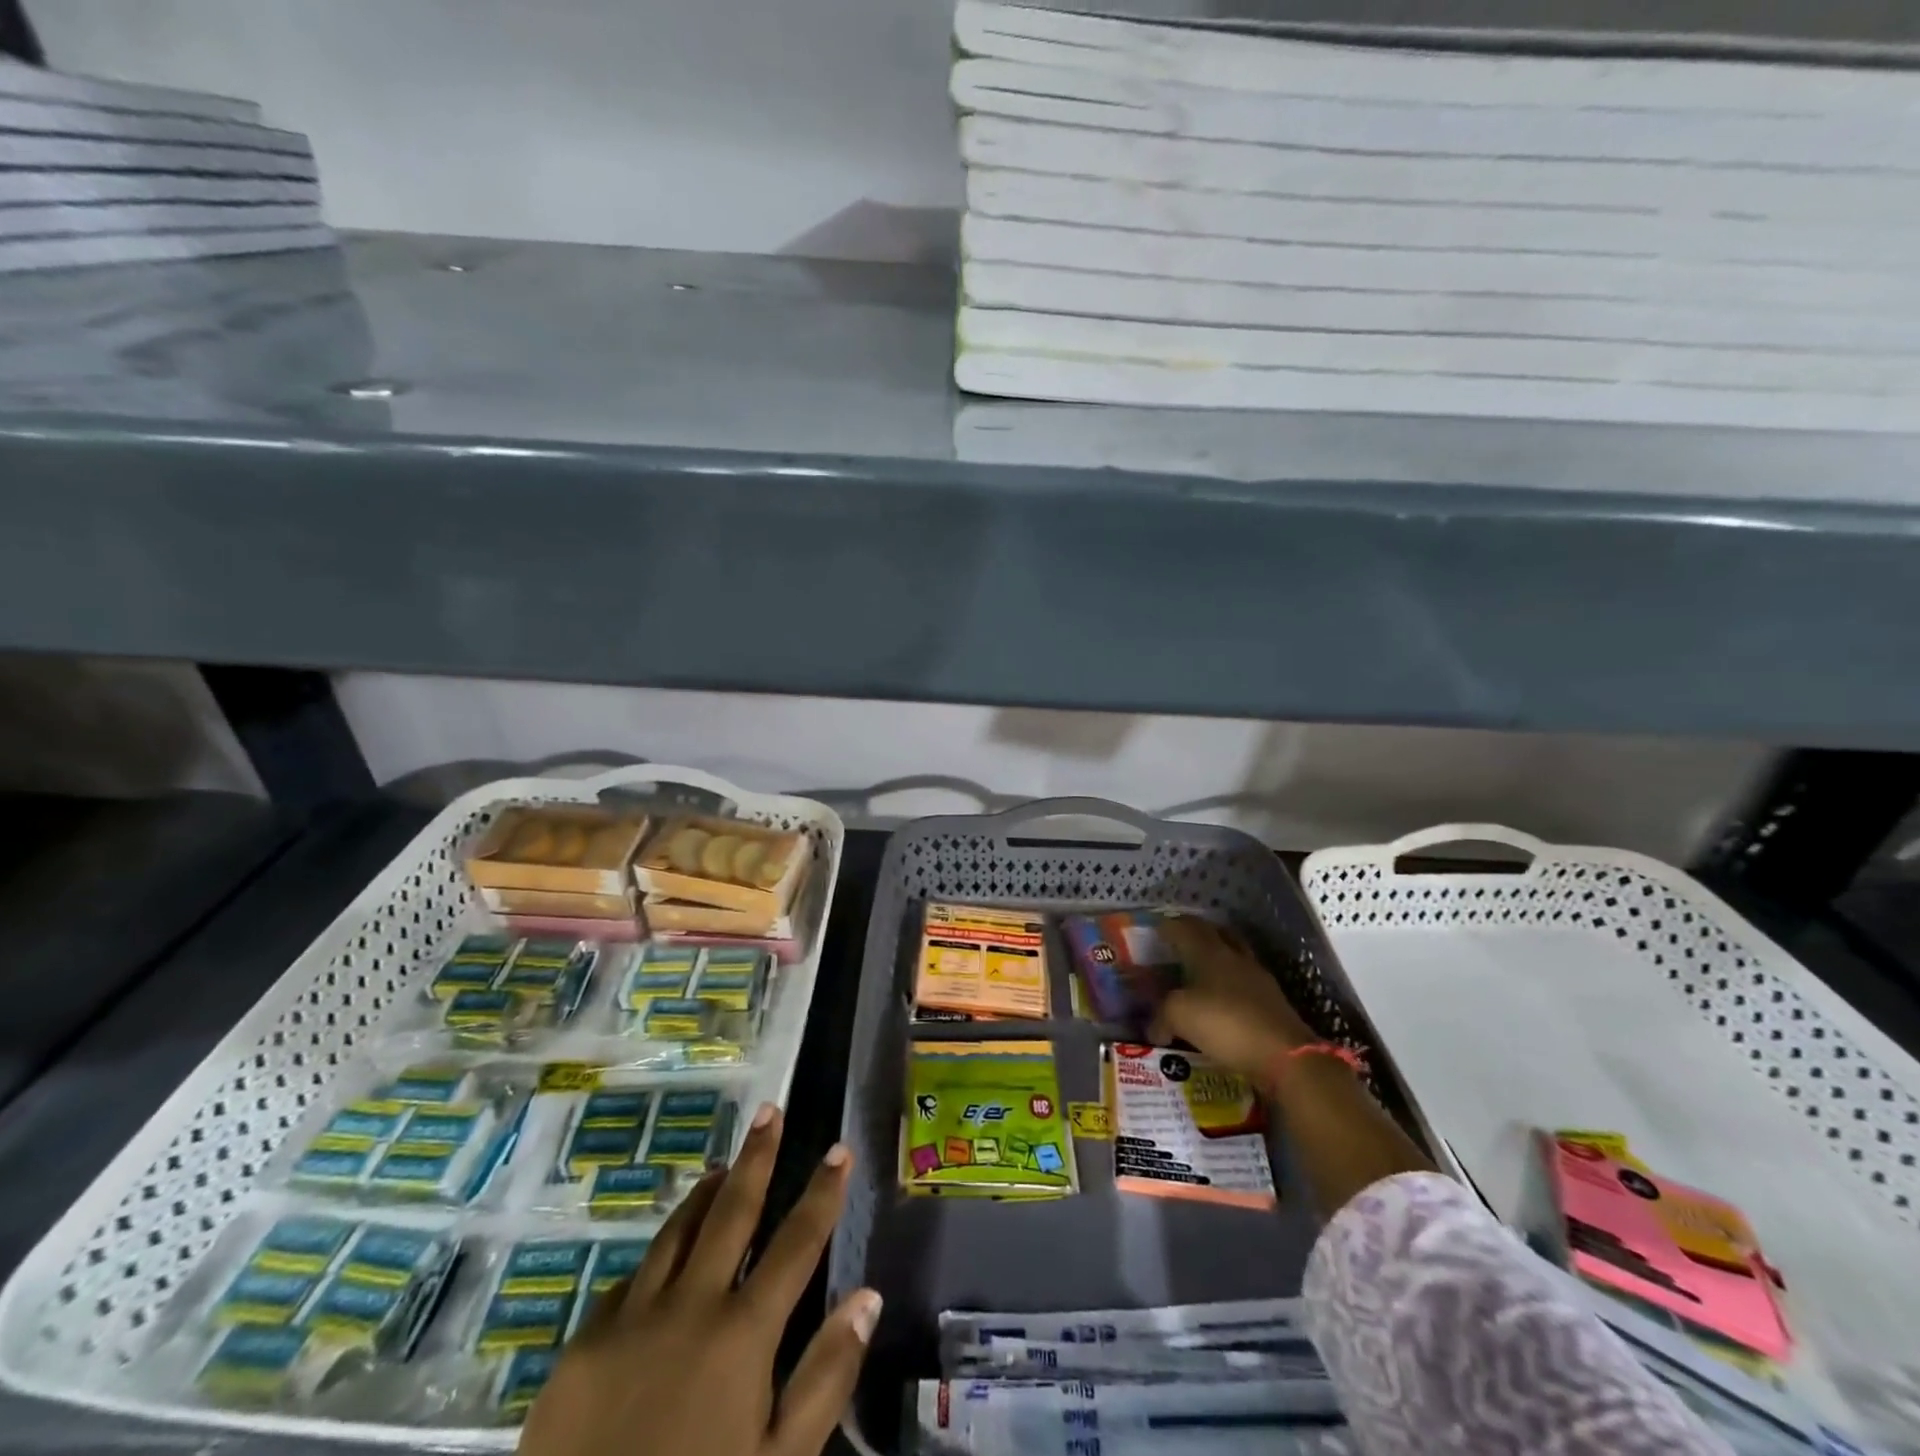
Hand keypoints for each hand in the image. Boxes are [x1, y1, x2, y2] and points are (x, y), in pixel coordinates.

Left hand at [520, 1105, 880, 1455]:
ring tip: (723, 1167)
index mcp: (742, 1333)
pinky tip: (664, 1260)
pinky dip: (657, 1259)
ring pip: (676, 1232)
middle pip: (731, 1212)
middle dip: (757, 1157)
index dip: (822, 1192)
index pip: (796, 1243)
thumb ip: (825, 1378)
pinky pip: (630, 1282)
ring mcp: (630, 1320)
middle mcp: (689, 1306)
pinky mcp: (582, 1346)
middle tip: (770, 1110)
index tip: (839, 1148)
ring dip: (705, 1194)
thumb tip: (867, 1296)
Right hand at [1153, 917, 1315, 1083]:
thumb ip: (1161, 1015)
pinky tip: (1220, 1002)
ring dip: (1216, 958)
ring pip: (1234, 956)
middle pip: (1215, 933)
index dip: (1168, 926)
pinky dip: (1229, 987)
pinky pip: (1244, 984)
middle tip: (1179, 944)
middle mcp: (1234, 957)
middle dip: (1196, 933)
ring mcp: (1258, 979)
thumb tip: (1154, 1027)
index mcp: (1209, 952)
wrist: (1285, 1056)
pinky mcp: (1272, 1002)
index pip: (1185, 927)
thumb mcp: (1180, 1016)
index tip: (1155, 930)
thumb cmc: (1226, 1024)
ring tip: (1200, 973)